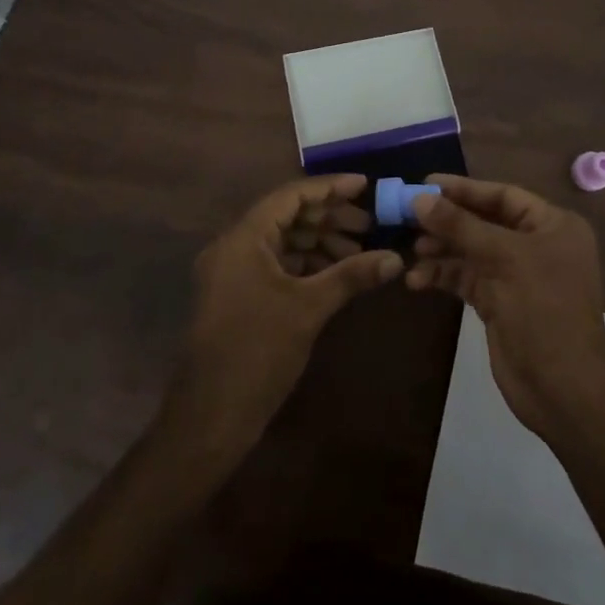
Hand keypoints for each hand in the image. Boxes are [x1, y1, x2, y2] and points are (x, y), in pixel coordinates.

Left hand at [170, 174, 401, 449]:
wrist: (210, 418)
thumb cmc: (258, 352)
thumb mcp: (309, 308)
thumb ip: (351, 275)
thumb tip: (394, 258)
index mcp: (244, 238)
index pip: (291, 196)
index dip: (330, 188)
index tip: (365, 186)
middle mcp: (234, 247)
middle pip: (287, 216)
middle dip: (329, 218)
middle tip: (369, 225)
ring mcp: (234, 273)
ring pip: (283, 241)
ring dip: (320, 242)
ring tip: (359, 250)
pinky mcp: (239, 296)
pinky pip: (276, 264)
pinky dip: (306, 263)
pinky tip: (336, 272)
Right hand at [405, 175, 604, 440]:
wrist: (565, 390)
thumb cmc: (545, 310)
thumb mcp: (504, 259)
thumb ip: (461, 226)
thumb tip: (419, 198)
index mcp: (552, 225)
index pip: (502, 196)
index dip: (464, 189)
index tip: (424, 184)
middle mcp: (536, 245)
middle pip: (483, 222)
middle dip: (447, 221)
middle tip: (407, 215)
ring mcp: (517, 276)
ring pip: (471, 251)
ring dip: (441, 249)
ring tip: (410, 248)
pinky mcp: (499, 303)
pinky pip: (467, 279)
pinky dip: (443, 276)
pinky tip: (417, 279)